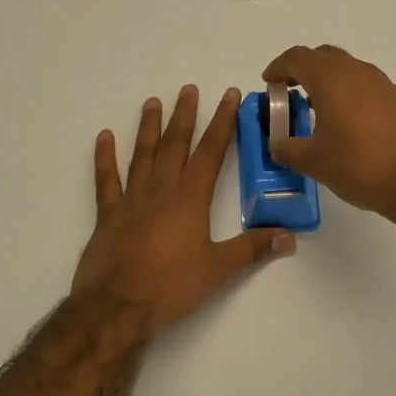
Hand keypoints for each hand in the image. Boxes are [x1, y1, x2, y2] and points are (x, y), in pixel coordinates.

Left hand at [71, 85, 294, 335]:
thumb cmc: (170, 287)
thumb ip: (253, 249)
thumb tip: (291, 237)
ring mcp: (131, 200)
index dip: (222, 122)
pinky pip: (106, 181)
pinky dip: (104, 158)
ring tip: (152, 102)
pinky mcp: (108, 215)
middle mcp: (161, 190)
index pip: (210, 152)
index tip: (229, 96)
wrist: (116, 307)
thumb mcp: (218, 269)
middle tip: (189, 89)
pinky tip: (104, 137)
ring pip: (142, 155)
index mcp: (190, 199)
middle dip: (185, 115)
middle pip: (175, 145)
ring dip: (148, 127)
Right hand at [262, 45, 395, 226]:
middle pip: (324, 57)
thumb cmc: (360, 165)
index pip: (298, 57)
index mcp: (332, 79)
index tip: (269, 83)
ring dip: (329, 82)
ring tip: (317, 110)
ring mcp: (384, 85)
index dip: (278, 67)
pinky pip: (366, 87)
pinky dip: (350, 95)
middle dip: (303, 70)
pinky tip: (347, 125)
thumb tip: (278, 146)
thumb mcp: (313, 162)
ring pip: (348, 71)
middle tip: (290, 93)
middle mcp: (359, 72)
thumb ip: (288, 149)